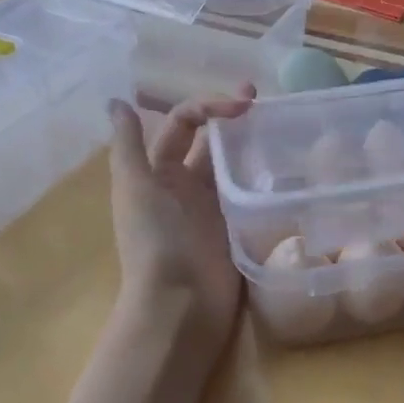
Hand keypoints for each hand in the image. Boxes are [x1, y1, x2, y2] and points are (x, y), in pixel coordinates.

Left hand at [106, 89, 254, 368]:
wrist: (180, 302)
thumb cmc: (154, 240)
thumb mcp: (134, 187)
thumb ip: (128, 144)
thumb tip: (115, 101)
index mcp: (159, 171)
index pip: (184, 123)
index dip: (208, 106)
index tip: (242, 103)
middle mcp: (187, 184)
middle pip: (212, 140)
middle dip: (233, 117)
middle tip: (264, 99)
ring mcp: (216, 206)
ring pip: (235, 163)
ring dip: (252, 142)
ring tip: (281, 123)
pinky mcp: (239, 226)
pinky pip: (253, 192)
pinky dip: (267, 176)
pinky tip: (288, 162)